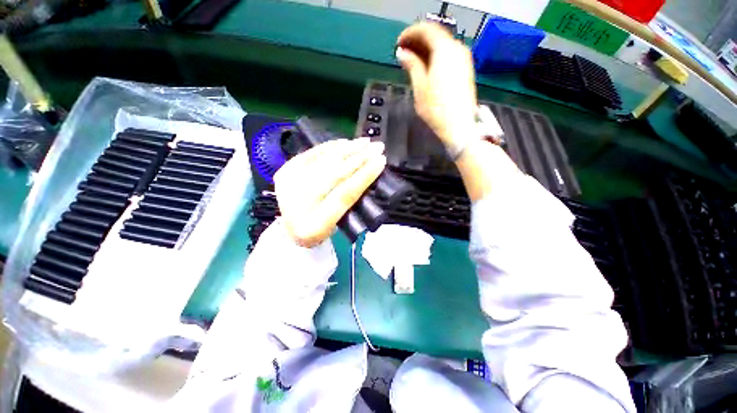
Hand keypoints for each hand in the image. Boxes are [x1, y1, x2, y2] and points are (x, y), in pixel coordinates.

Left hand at [274, 138, 385, 247]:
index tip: (381, 160)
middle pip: (335, 174)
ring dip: (347, 149)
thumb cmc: (318, 230)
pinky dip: (330, 147)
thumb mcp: (337, 224)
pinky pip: (311, 153)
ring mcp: (288, 184)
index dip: (364, 175)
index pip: (345, 194)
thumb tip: (365, 172)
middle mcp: (299, 204)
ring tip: (364, 141)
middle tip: (377, 146)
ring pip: (323, 161)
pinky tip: (345, 142)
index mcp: (315, 225)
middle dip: (359, 158)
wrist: (286, 230)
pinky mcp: (285, 171)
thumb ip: (350, 201)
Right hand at [396, 22, 477, 147]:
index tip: (399, 43)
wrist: (459, 126)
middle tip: (403, 52)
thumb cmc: (436, 109)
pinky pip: (448, 55)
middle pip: (435, 35)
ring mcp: (463, 59)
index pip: (426, 30)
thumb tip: (403, 53)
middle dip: (418, 41)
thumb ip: (412, 65)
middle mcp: (457, 49)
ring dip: (426, 49)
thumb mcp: (420, 87)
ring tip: (412, 60)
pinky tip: (426, 67)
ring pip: (442, 45)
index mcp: (444, 50)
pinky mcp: (465, 70)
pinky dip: (435, 56)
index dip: (410, 34)